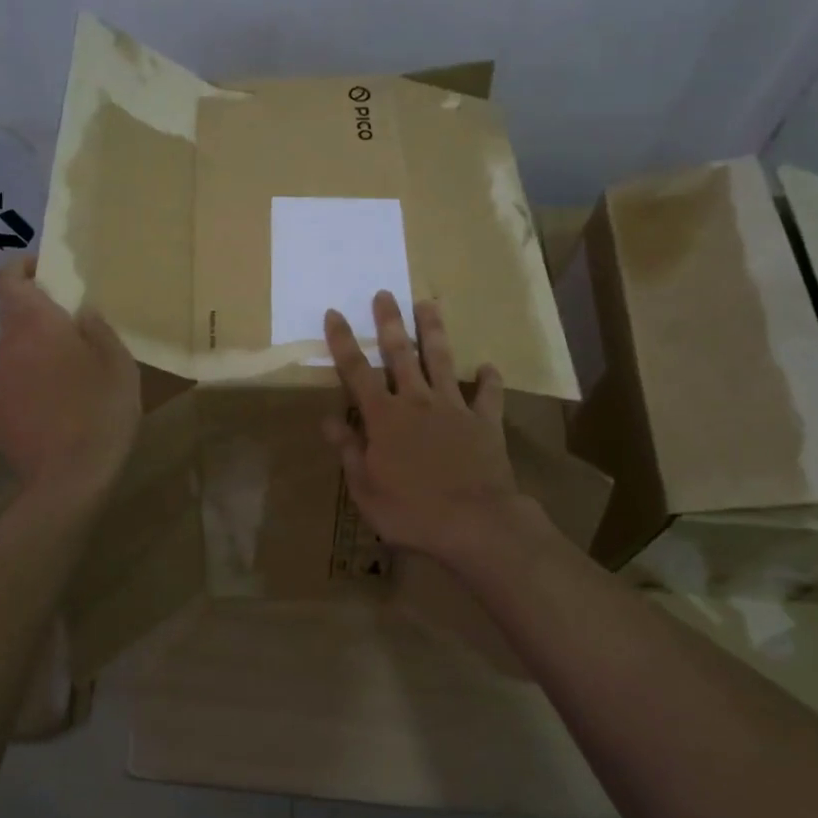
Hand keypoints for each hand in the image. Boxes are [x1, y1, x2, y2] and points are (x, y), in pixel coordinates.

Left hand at [0, 256, 140, 493]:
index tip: (45, 271)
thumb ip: (98, 329)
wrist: (68, 480)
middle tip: (75, 329)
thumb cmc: (100, 410)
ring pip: (14, 354)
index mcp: (34, 325)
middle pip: (13, 318)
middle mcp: (7, 348)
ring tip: (72, 374)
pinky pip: (14, 385)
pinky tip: (59, 408)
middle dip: (38, 316)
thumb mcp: (118, 363)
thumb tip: (81, 312)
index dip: (20, 268)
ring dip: (36, 353)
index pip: (5, 279)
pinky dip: (32, 385)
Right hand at [323, 291, 522, 562]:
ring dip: (433, 331)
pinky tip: (488, 367)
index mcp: (384, 417)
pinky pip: (488, 395)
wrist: (476, 523)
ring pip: (441, 360)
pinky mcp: (485, 422)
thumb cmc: (411, 511)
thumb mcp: (365, 488)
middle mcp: (417, 402)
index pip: (357, 371)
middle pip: (401, 353)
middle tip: (385, 294)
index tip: (334, 313)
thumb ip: (349, 450)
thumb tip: (328, 419)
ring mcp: (453, 408)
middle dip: (390, 322)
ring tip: (428, 303)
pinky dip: (488, 380)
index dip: (343, 341)